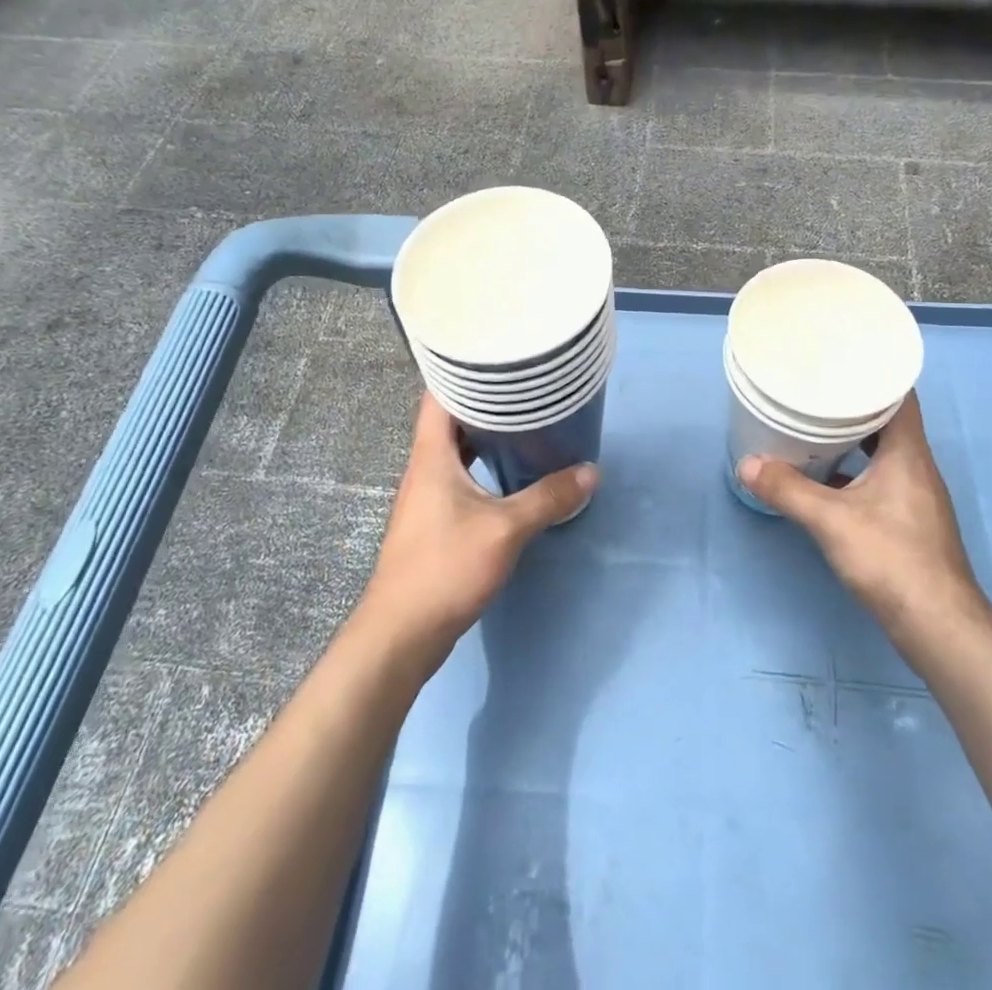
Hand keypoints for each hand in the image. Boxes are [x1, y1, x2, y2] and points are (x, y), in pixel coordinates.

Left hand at [357, 395, 596, 664]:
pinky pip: (459, 477)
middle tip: (523, 389)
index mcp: (431, 456)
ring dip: (483, 437)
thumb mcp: (506, 529)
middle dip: (483, 402)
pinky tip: (509, 475)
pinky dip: (482, 467)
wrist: (401, 634)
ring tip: (523, 424)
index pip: (437, 395)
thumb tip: (590, 472)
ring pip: (454, 451)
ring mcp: (426, 497)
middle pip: (449, 420)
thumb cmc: (446, 567)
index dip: (461, 372)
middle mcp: (424, 469)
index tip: (495, 358)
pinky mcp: (433, 522)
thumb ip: (548, 498)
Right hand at [739, 393, 990, 667]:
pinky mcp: (909, 521)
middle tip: (817, 391)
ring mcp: (915, 496)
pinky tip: (827, 479)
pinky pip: (881, 477)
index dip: (875, 374)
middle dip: (855, 404)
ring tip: (816, 428)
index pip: (901, 395)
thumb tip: (747, 464)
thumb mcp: (831, 520)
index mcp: (908, 453)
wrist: (938, 626)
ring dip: (854, 439)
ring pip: (883, 451)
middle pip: (889, 421)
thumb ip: (787, 490)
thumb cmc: (891, 559)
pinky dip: (856, 470)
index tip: (841, 361)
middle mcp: (917, 467)